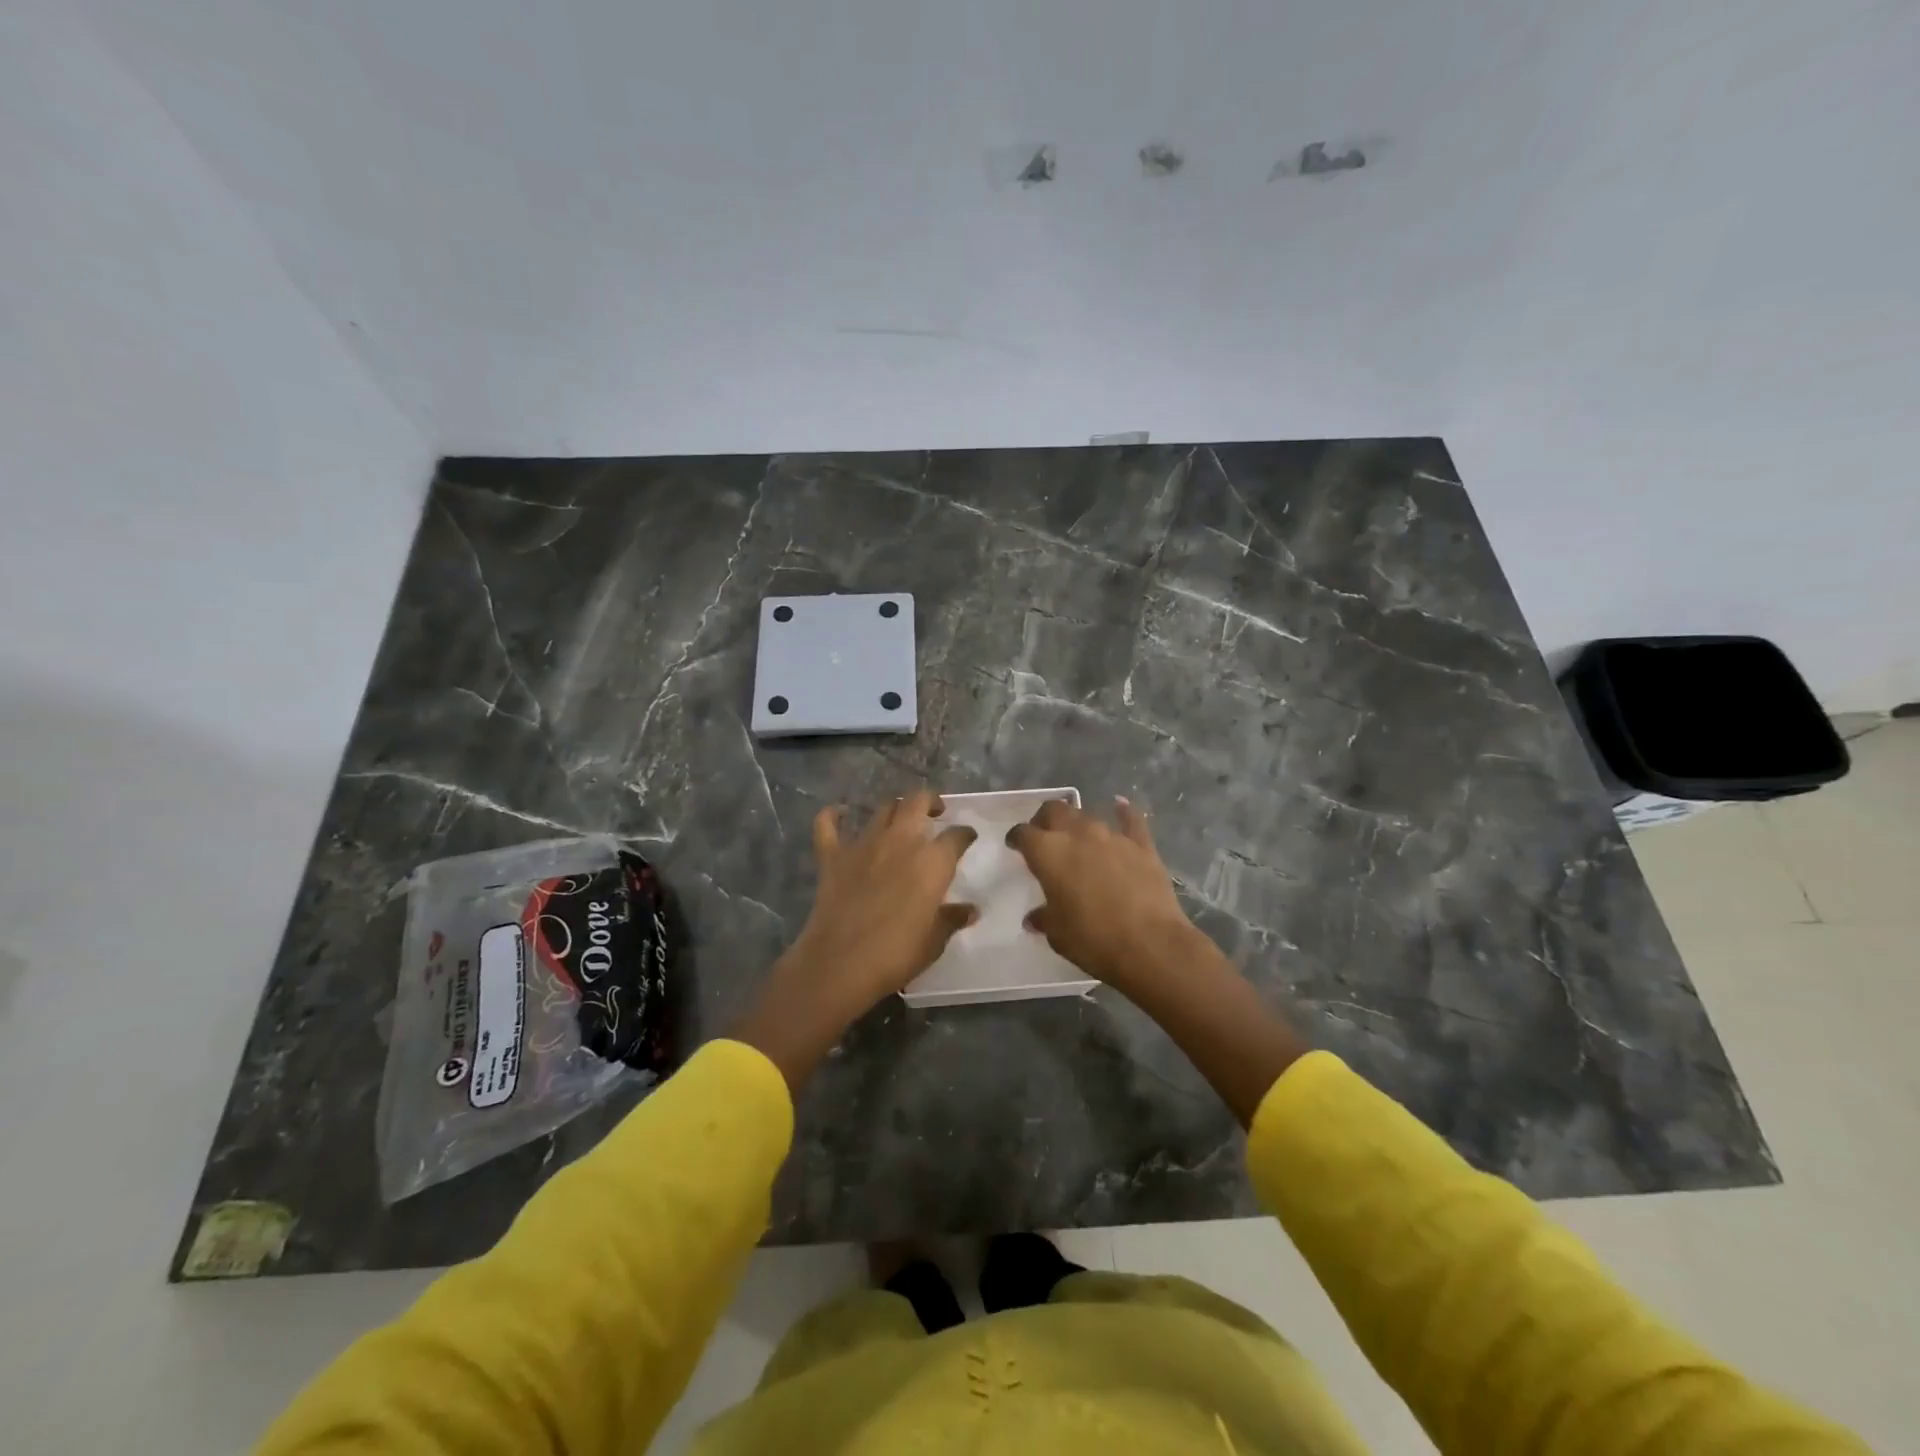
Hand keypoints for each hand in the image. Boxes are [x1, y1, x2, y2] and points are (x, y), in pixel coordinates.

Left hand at [733, 791, 976, 1090]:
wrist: (840, 964)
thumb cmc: (896, 954)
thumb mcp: (934, 941)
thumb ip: (951, 919)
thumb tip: (971, 911)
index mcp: (932, 861)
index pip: (956, 836)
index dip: (965, 834)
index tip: (967, 837)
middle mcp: (900, 841)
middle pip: (917, 802)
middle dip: (929, 801)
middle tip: (935, 812)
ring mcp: (863, 844)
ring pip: (882, 809)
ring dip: (894, 809)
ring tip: (900, 819)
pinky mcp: (832, 856)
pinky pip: (828, 824)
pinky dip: (833, 815)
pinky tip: (839, 813)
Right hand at [1006, 796, 1198, 994]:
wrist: (1150, 944)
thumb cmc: (1093, 940)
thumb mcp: (1058, 934)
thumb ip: (1044, 918)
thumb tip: (1035, 918)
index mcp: (1049, 852)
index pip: (1024, 834)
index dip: (1017, 838)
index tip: (1014, 845)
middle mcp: (1077, 834)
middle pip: (1055, 811)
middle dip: (1045, 819)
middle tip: (1043, 835)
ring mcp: (1112, 836)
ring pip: (1087, 816)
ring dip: (1077, 823)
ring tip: (1076, 836)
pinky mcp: (1141, 845)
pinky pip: (1131, 820)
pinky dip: (1123, 812)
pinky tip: (1120, 806)